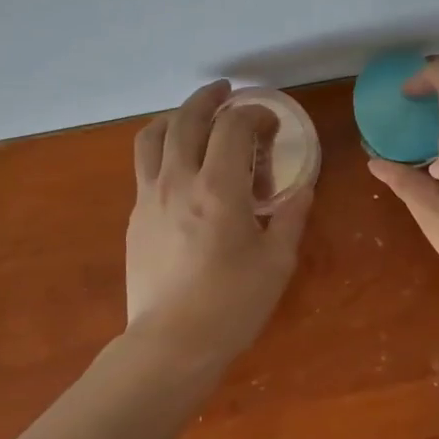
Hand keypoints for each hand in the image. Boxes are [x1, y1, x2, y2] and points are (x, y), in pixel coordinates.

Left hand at [126, 80, 313, 362]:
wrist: (171, 344)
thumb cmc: (232, 305)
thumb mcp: (277, 262)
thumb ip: (291, 217)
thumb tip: (302, 189)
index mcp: (219, 188)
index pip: (233, 126)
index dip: (254, 114)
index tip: (270, 124)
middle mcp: (179, 180)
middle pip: (187, 118)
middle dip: (209, 98)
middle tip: (226, 94)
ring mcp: (150, 196)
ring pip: (153, 135)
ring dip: (176, 116)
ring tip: (193, 118)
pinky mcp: (136, 216)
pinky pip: (145, 165)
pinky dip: (163, 148)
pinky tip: (180, 166)